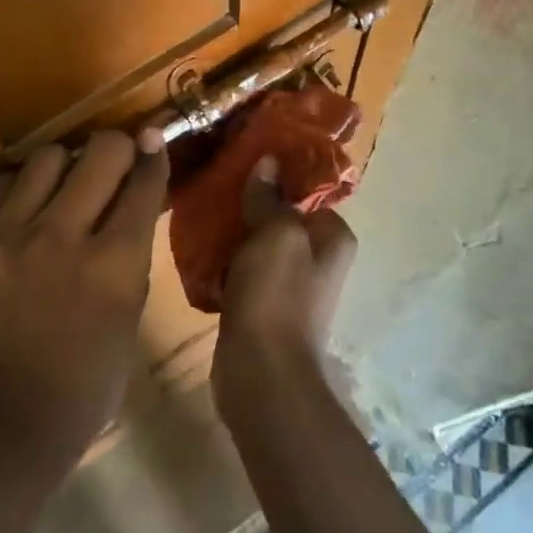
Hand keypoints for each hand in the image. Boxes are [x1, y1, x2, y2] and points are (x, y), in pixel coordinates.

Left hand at [0, 130, 168, 466]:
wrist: (14, 413)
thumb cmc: (94, 366)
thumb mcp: (133, 300)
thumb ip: (136, 233)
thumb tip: (142, 166)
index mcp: (113, 265)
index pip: (142, 179)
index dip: (152, 153)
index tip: (152, 139)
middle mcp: (60, 240)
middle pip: (99, 150)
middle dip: (115, 149)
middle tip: (112, 163)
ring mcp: (6, 238)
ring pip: (47, 155)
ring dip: (64, 167)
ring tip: (64, 189)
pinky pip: (3, 182)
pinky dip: (22, 189)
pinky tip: (27, 213)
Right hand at [213, 155, 357, 397]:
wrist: (262, 373)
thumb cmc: (277, 295)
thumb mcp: (276, 234)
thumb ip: (270, 197)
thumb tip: (269, 162)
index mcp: (333, 238)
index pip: (308, 192)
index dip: (278, 174)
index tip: (244, 159)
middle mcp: (317, 259)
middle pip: (280, 216)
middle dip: (251, 201)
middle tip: (216, 182)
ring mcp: (289, 285)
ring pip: (258, 243)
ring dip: (233, 231)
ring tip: (202, 209)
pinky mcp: (262, 305)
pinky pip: (242, 270)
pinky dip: (224, 260)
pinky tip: (199, 247)